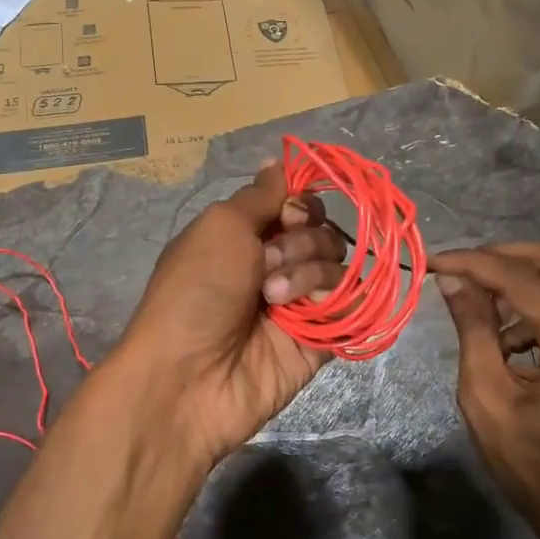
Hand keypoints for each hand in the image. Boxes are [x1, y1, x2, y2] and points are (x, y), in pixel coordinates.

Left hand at [117, 164, 346, 467]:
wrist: (189, 377)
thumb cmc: (196, 291)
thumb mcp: (220, 226)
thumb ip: (261, 195)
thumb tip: (280, 161)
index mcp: (245, 236)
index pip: (297, 204)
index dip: (300, 203)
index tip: (287, 214)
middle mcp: (274, 265)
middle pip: (322, 231)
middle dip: (299, 241)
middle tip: (265, 265)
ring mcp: (298, 303)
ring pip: (338, 265)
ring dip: (306, 272)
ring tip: (273, 298)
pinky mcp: (319, 338)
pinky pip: (350, 306)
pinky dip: (335, 301)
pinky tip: (305, 313)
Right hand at [429, 244, 539, 536]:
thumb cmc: (525, 457)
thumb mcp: (485, 394)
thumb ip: (472, 329)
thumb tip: (453, 280)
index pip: (523, 280)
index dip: (474, 263)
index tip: (434, 262)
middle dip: (500, 256)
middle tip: (458, 266)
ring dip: (514, 277)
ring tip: (472, 298)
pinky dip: (529, 301)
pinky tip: (500, 333)